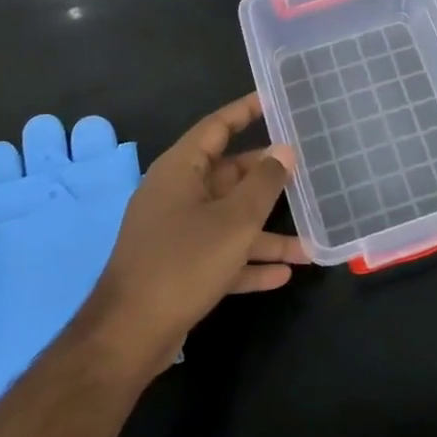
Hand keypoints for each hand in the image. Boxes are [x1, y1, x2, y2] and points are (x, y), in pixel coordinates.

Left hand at [83, 94, 304, 376]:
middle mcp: (176, 194)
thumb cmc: (183, 262)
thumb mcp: (234, 220)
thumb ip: (264, 183)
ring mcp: (176, 232)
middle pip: (228, 176)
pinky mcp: (178, 267)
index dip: (245, 111)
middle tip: (306, 173)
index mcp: (181, 170)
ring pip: (229, 221)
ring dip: (266, 234)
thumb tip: (284, 150)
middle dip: (267, 181)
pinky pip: (221, 254)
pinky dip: (248, 262)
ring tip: (308, 244)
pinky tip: (283, 274)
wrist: (128, 335)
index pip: (216, 127)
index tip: (273, 101)